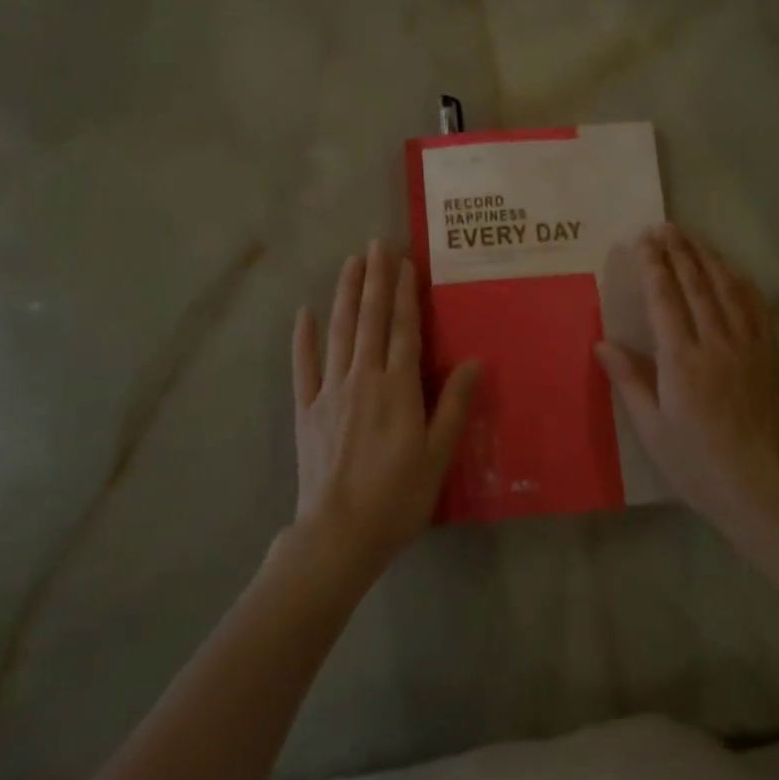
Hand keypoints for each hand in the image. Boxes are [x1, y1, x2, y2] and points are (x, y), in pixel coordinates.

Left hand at [290, 240, 480, 577]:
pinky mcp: (307, 409)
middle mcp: (363, 378)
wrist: (338, 535)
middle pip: (370, 319)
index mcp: (398, 388)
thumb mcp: (438, 456)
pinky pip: (304, 366)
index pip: (403, 329)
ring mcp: (330, 391)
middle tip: (376, 244)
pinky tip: (304, 313)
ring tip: (350, 262)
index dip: (404, 293)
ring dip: (346, 294)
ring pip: (339, 331)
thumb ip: (454, 405)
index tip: (404, 261)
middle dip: (375, 279)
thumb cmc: (397, 498)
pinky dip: (303, 338)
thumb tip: (475, 360)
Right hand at [596, 225, 778, 537]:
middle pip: (696, 284)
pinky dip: (742, 283)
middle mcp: (716, 343)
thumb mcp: (652, 428)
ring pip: (727, 289)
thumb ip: (629, 380)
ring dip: (708, 258)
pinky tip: (733, 271)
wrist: (763, 491)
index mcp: (681, 360)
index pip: (664, 299)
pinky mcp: (770, 356)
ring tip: (692, 237)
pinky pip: (756, 308)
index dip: (652, 266)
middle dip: (678, 251)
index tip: (642, 242)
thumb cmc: (697, 464)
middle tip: (664, 227)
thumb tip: (602, 342)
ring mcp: (748, 346)